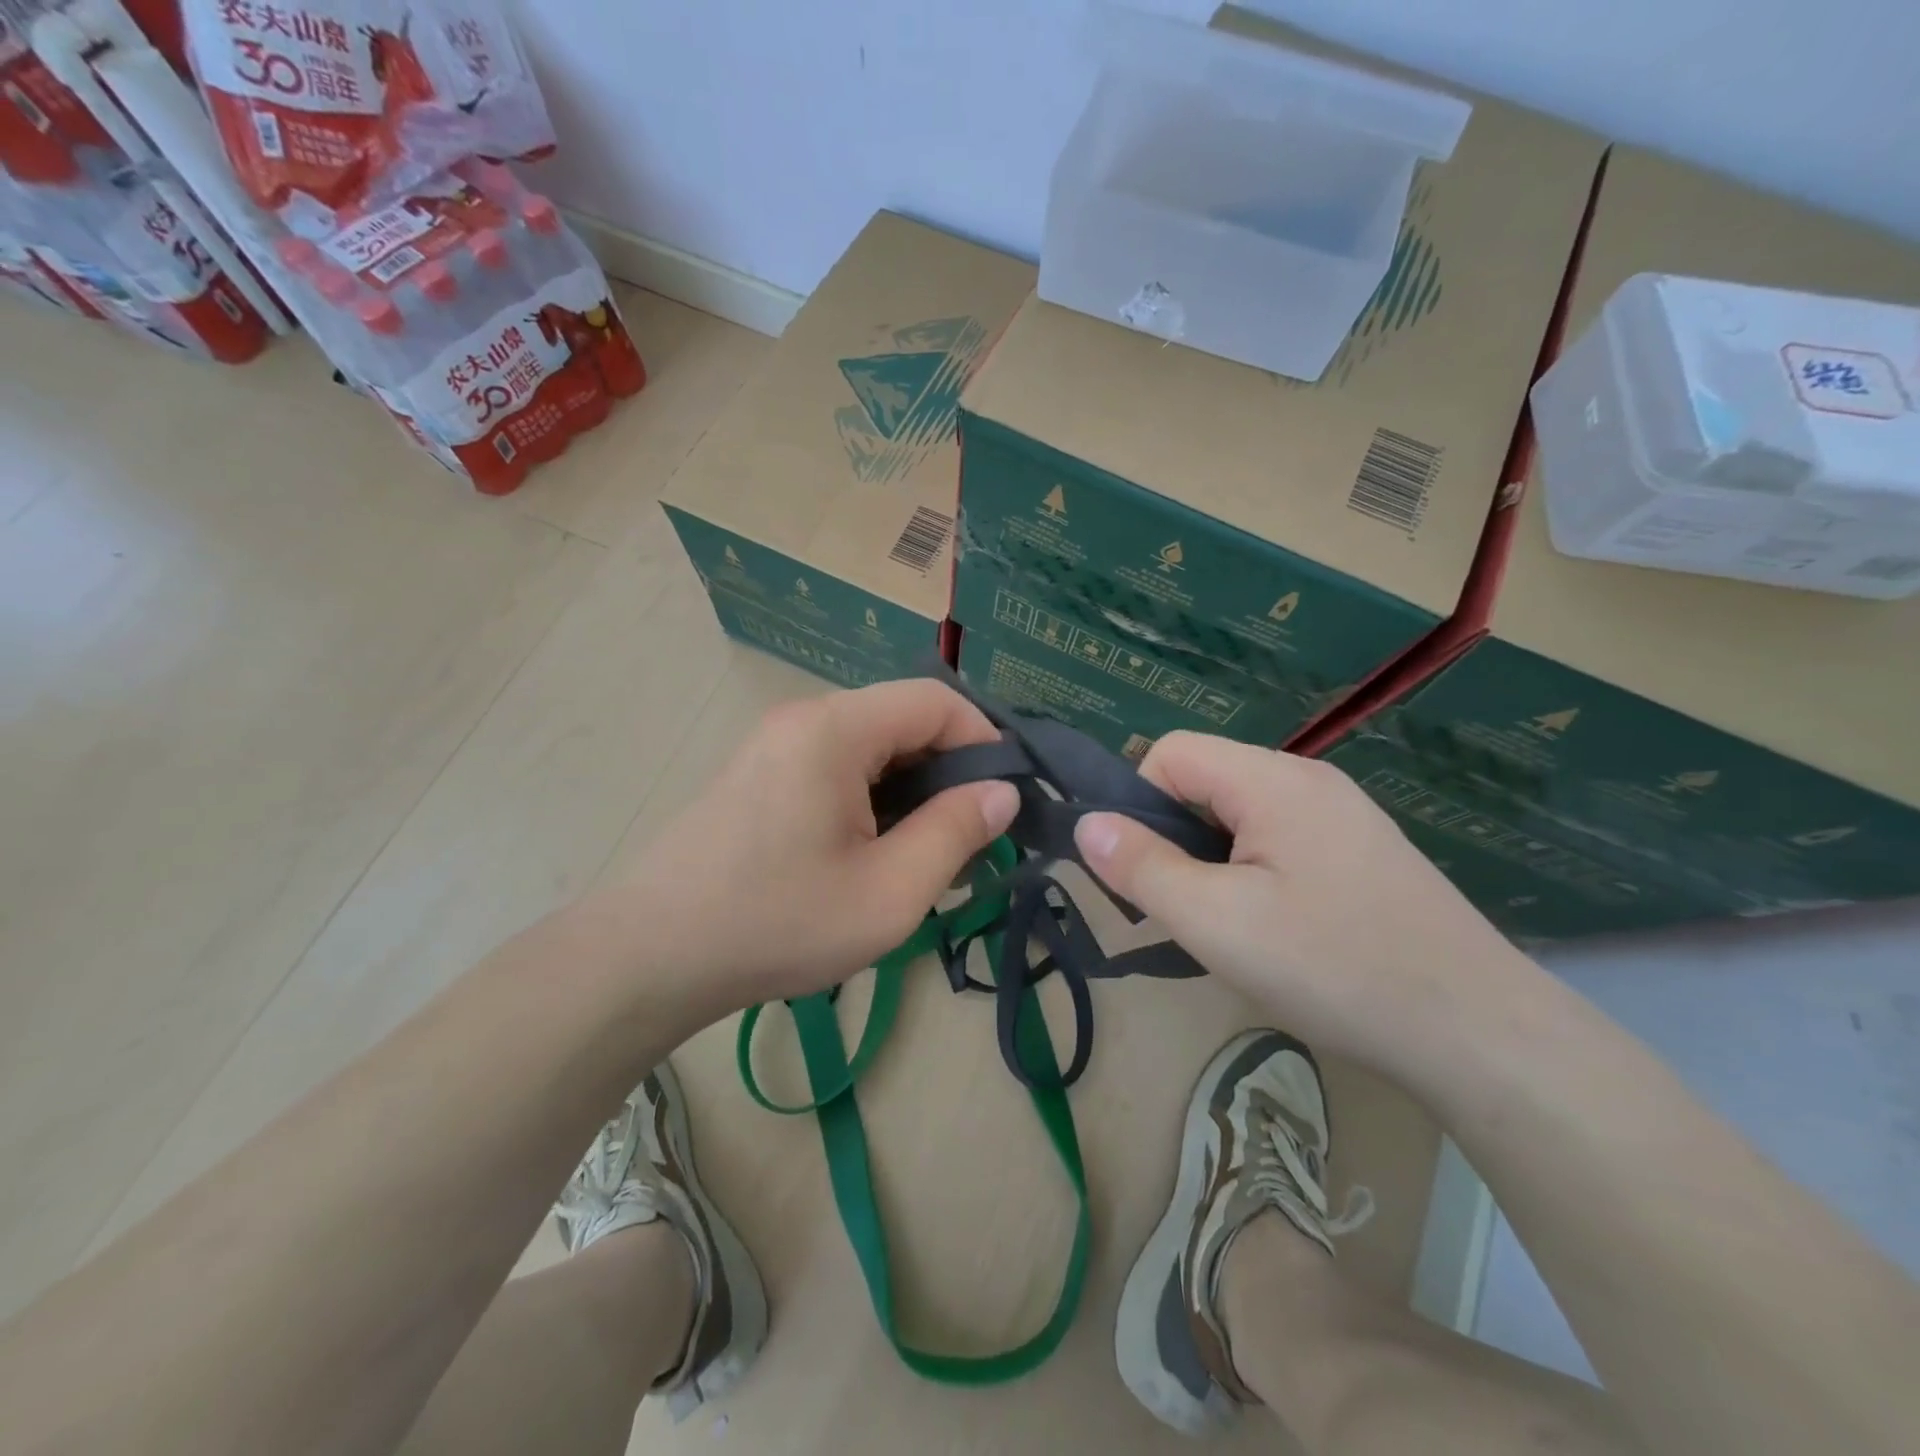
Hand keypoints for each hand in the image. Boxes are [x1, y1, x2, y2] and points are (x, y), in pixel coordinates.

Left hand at [617, 679, 1019, 1009]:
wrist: (650, 955)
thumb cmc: (778, 923)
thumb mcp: (889, 892)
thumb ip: (956, 833)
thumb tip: (1002, 793)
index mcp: (835, 729)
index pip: (936, 700)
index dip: (984, 741)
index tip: (1004, 800)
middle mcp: (803, 718)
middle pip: (902, 719)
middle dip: (948, 771)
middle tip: (969, 839)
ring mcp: (774, 744)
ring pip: (870, 745)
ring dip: (910, 789)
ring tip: (923, 853)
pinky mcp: (758, 773)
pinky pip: (835, 765)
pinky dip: (871, 796)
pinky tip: (871, 852)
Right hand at [1073, 731, 1527, 1066]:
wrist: (1479, 1033)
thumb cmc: (1333, 967)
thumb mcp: (1216, 921)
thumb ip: (1142, 867)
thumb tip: (1087, 824)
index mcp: (1272, 780)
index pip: (1171, 753)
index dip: (1138, 803)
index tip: (1143, 873)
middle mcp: (1308, 780)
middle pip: (1205, 781)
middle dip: (1174, 838)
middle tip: (1182, 910)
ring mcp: (1341, 815)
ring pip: (1239, 815)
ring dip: (1211, 860)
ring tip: (1226, 926)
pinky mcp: (1361, 852)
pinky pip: (1279, 840)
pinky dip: (1252, 873)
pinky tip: (1274, 930)